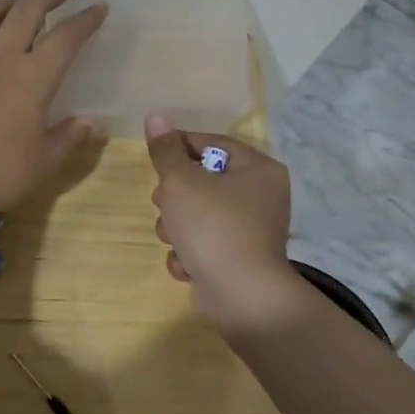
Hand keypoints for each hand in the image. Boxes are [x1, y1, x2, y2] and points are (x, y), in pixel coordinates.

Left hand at [0, 0, 109, 222]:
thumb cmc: (0, 173)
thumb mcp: (45, 160)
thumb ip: (71, 136)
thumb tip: (94, 124)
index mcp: (32, 78)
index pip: (66, 37)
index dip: (86, 19)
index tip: (100, 6)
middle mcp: (2, 57)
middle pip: (29, 7)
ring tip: (29, 1)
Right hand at [145, 114, 301, 331]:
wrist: (241, 298)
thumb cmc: (213, 227)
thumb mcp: (181, 181)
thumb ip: (165, 150)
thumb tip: (155, 116)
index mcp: (258, 169)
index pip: (211, 144)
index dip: (178, 147)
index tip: (154, 158)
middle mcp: (260, 196)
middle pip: (202, 180)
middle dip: (175, 196)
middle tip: (164, 203)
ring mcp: (250, 230)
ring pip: (197, 213)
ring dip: (177, 226)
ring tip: (175, 238)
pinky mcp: (237, 259)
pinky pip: (204, 243)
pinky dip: (190, 253)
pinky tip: (187, 264)